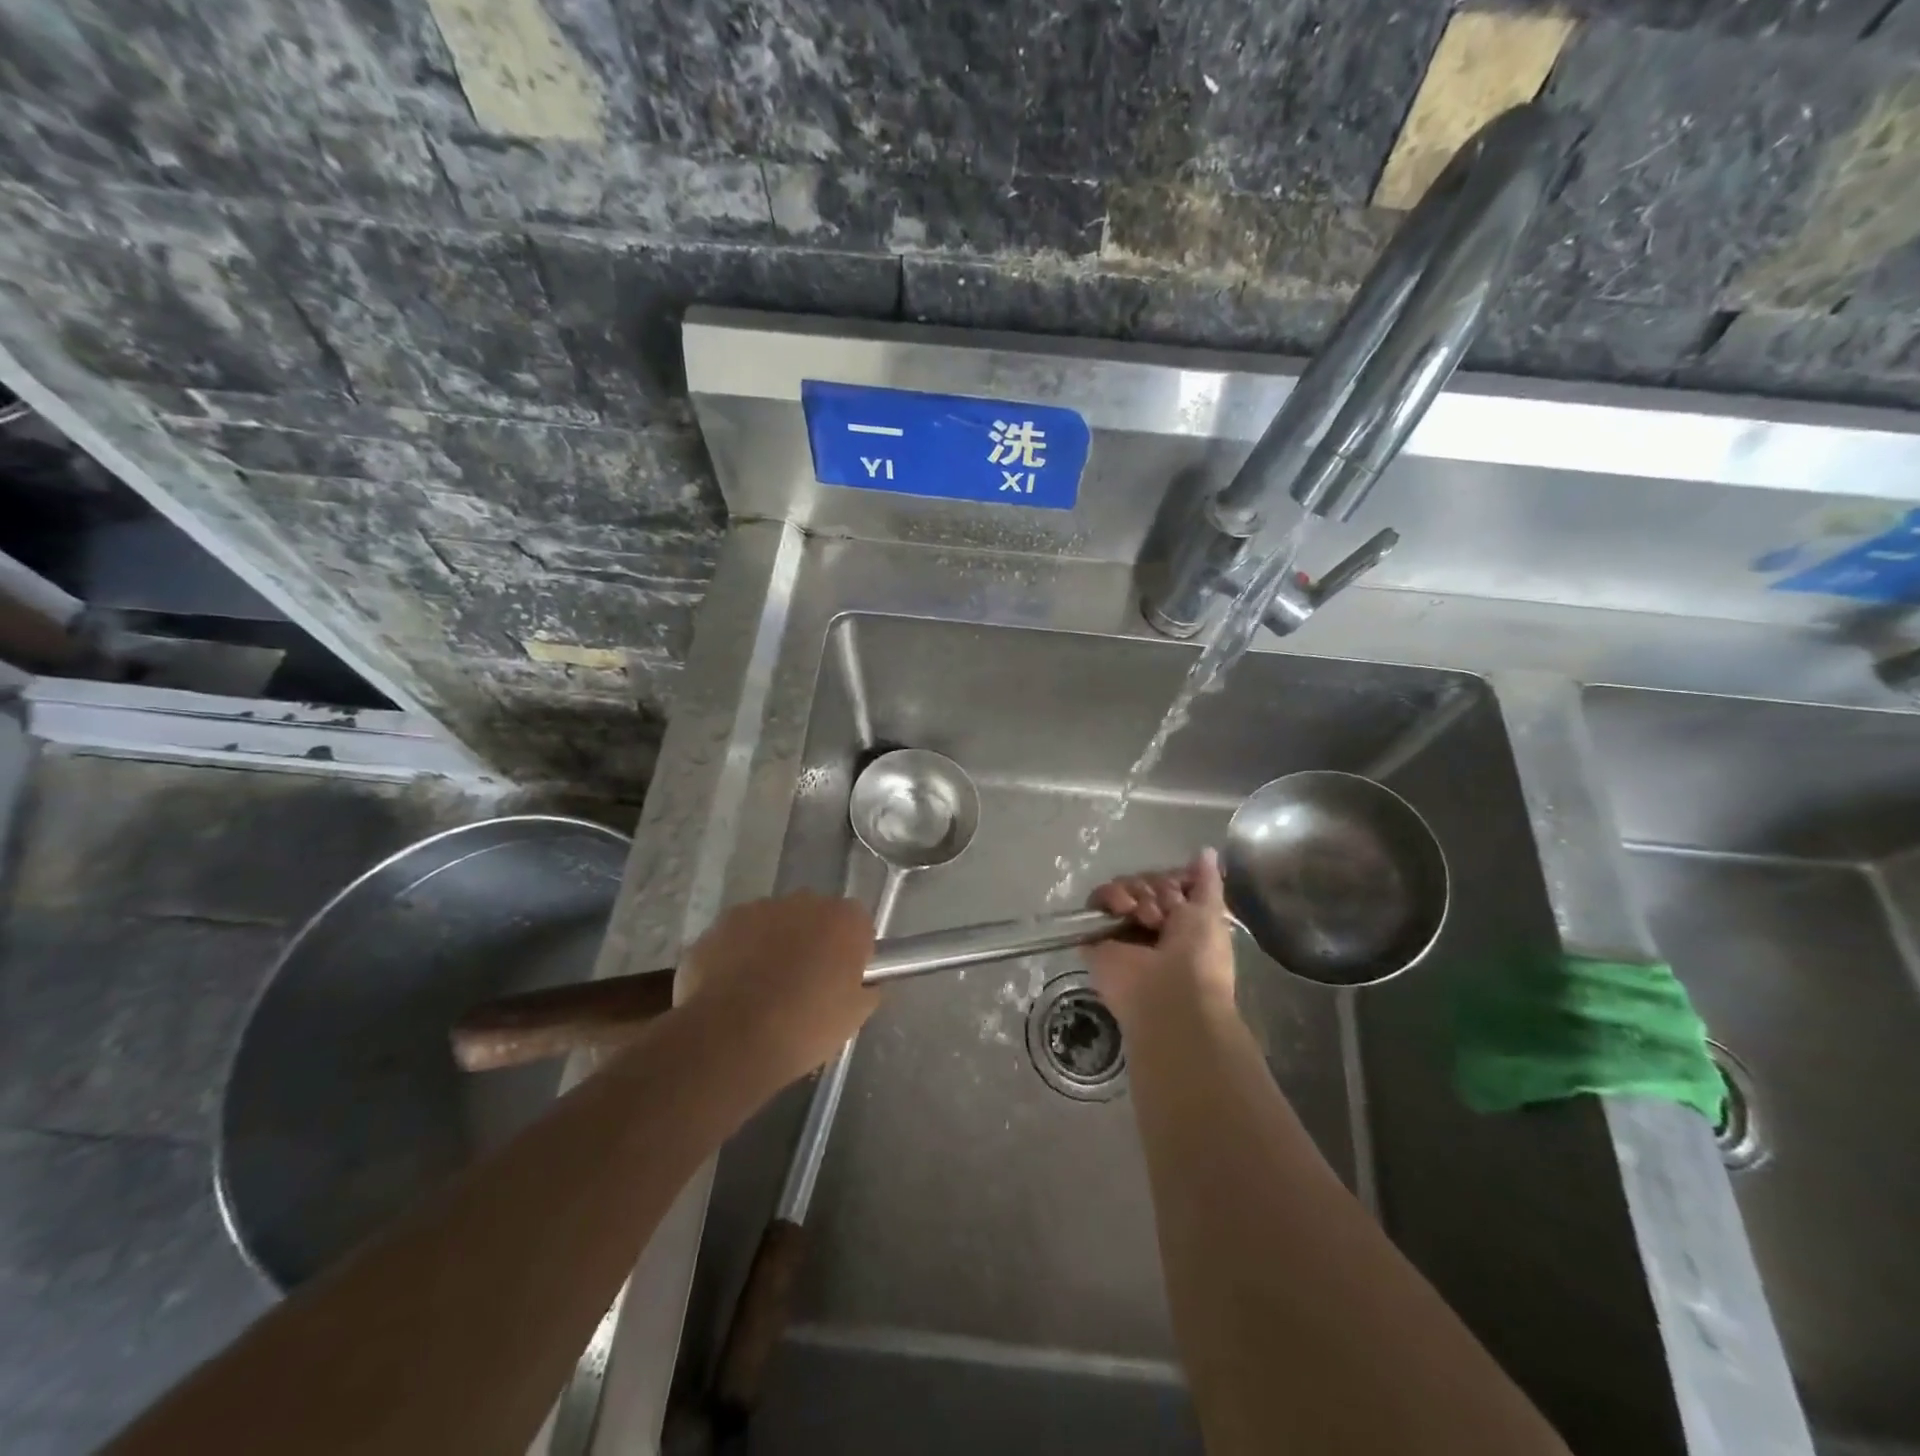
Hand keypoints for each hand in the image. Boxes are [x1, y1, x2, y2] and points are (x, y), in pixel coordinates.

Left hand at [679, 893, 878, 1083]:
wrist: (733, 1041)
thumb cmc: (805, 1028)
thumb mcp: (854, 1016)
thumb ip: (866, 987)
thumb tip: (862, 982)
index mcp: (844, 919)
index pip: (858, 923)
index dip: (852, 950)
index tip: (844, 978)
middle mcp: (804, 902)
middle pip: (815, 916)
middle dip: (811, 940)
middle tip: (804, 982)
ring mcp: (758, 909)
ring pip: (774, 922)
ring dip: (774, 944)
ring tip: (763, 988)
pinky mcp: (721, 924)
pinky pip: (739, 935)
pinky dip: (739, 954)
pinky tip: (734, 989)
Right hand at [1084, 848, 1235, 1029]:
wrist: (1170, 997)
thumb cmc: (1200, 958)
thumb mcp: (1211, 913)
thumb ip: (1206, 882)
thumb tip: (1206, 851)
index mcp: (1178, 921)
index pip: (1166, 883)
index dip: (1172, 881)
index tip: (1180, 892)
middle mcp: (1148, 924)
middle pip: (1143, 883)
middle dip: (1155, 890)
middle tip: (1162, 913)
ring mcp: (1121, 931)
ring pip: (1120, 888)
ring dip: (1134, 894)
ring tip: (1142, 916)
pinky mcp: (1095, 938)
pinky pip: (1095, 902)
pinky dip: (1108, 899)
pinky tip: (1122, 912)